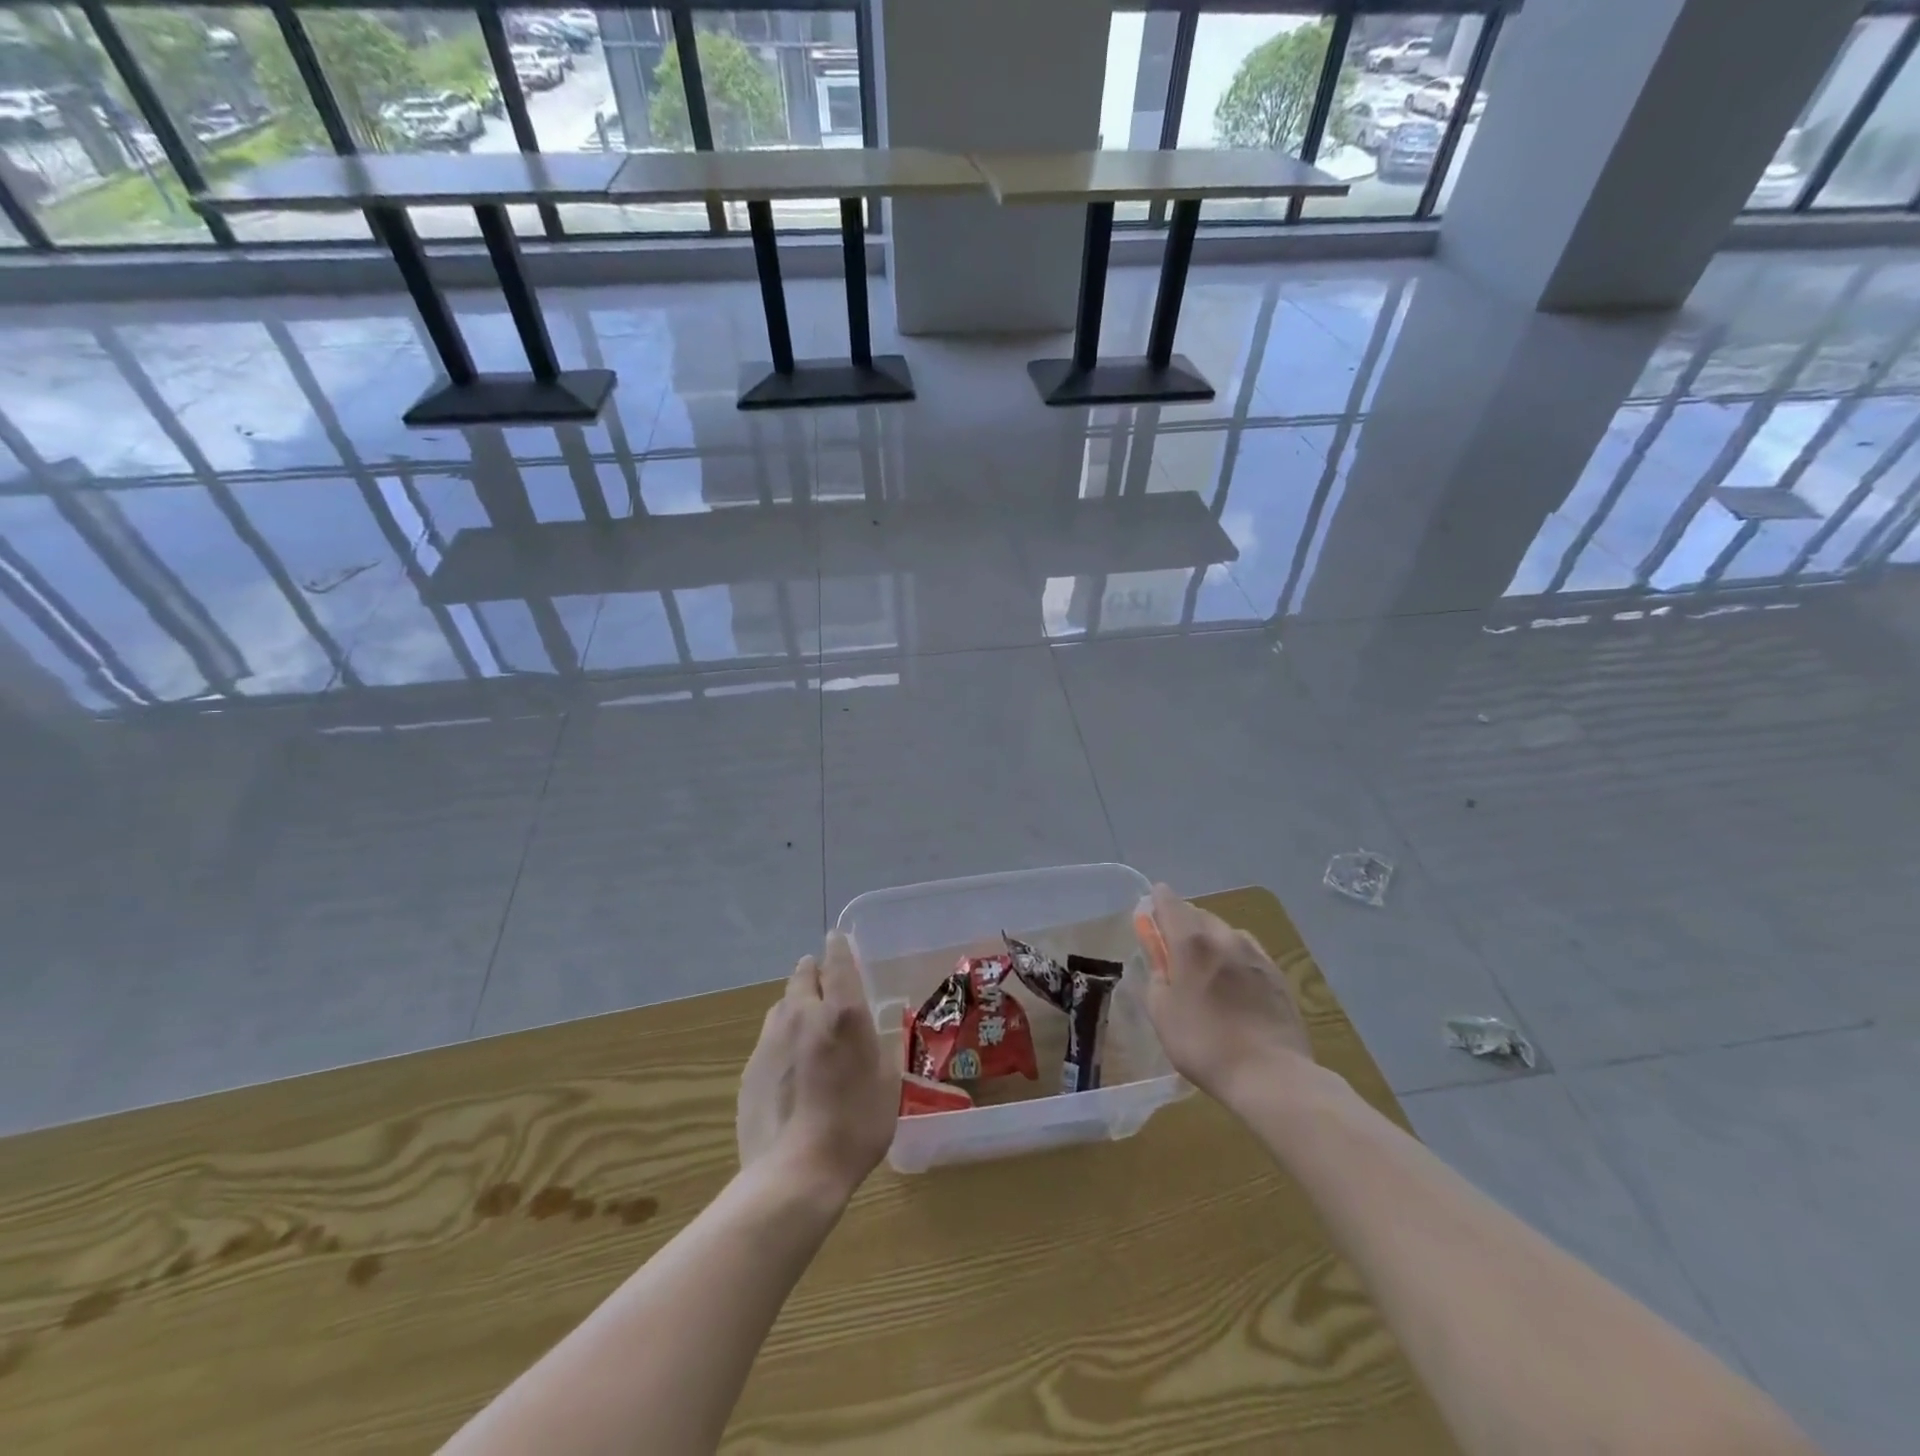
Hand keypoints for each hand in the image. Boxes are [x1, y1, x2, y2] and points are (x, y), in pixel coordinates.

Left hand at [738, 931, 898, 1203]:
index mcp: (842, 1013)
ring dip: (796, 1005)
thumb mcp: (887, 1085)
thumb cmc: (854, 1127)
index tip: (839, 941)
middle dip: (814, 973)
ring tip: (808, 1027)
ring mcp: (770, 1039)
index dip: (839, 947)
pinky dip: (781, 1039)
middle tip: (826, 986)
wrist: (793, 1174)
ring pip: (782, 1004)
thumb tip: (871, 1031)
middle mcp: (803, 1014)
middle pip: (803, 975)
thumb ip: (878, 1047)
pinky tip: (790, 1068)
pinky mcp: (750, 1067)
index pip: (838, 961)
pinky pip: (769, 1038)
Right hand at [1138, 883, 1313, 1103]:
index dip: (1157, 901)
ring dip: (1211, 938)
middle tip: (1173, 947)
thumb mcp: (1162, 1013)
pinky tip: (1234, 981)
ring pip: (1226, 931)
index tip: (1150, 912)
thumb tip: (1159, 959)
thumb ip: (1156, 977)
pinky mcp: (1277, 974)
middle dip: (1183, 922)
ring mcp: (1255, 954)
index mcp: (1191, 942)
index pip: (1169, 902)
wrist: (1271, 1074)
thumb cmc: (1204, 1044)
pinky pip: (1248, 951)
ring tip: (1206, 966)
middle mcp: (1224, 937)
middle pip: (1199, 913)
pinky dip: (1234, 956)